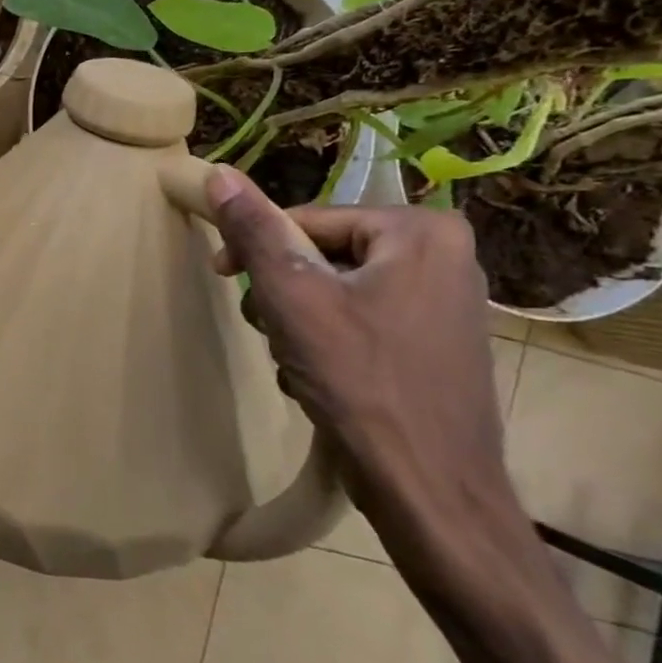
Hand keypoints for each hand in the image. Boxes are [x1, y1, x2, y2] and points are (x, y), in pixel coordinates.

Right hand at [196, 166, 517, 581]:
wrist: (430, 491)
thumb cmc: (361, 382)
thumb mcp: (293, 297)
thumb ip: (255, 230)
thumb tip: (218, 171)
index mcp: (419, 231)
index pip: (307, 220)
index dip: (255, 249)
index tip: (220, 277)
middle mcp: (442, 256)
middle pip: (321, 255)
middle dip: (283, 293)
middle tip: (271, 331)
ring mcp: (443, 303)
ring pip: (334, 291)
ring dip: (298, 321)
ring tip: (296, 361)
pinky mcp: (434, 344)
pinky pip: (359, 321)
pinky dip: (327, 344)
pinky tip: (319, 379)